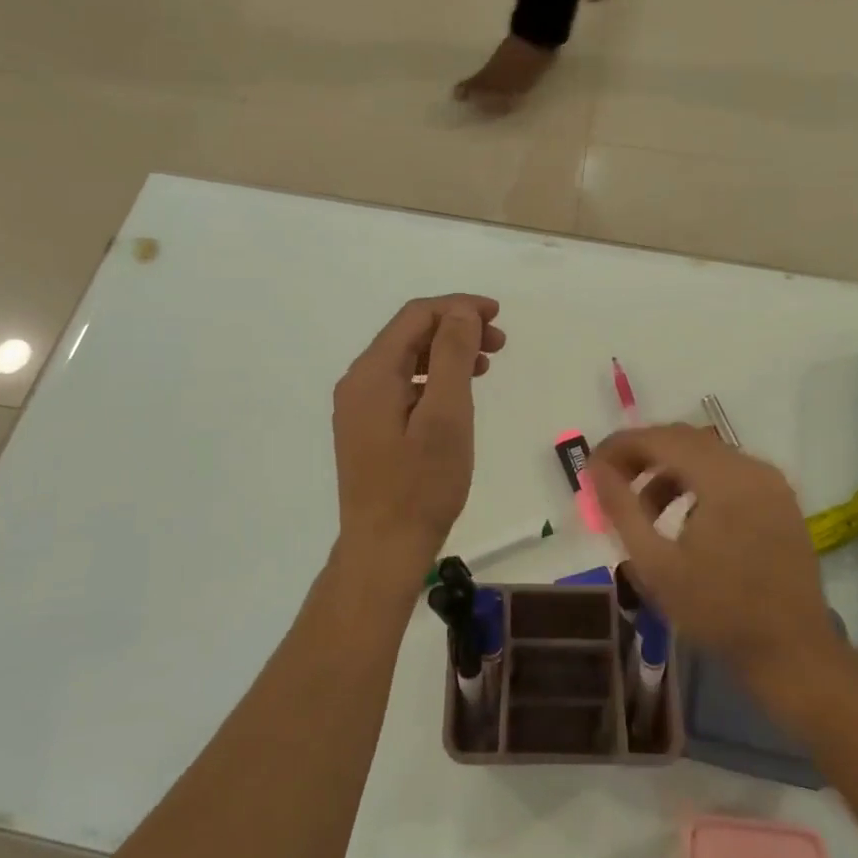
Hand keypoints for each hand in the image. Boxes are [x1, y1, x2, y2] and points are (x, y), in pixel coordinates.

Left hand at [331, 295, 505, 589]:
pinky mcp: (368, 429)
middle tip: (499, 342)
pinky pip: (403, 386)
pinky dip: (434, 378)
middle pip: (409, 334)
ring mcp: (360, 407)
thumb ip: (451, 355)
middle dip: (455, 329)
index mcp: (372, 373)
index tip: (498, 315)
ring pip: (407, 360)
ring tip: (486, 364)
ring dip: (447, 353)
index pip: (416, 316)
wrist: (384, 550)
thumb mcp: (446, 415)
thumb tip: (461, 311)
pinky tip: (457, 393)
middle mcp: (358, 382)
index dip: (458, 307)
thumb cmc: (421, 484)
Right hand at [590, 425, 838, 692]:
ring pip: (706, 454)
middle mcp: (750, 467)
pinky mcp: (779, 499)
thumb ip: (621, 509)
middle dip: (642, 454)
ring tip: (644, 509)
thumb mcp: (655, 565)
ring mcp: (770, 482)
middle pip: (684, 439)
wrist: (793, 653)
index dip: (620, 446)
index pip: (660, 439)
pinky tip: (682, 518)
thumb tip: (596, 469)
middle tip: (611, 482)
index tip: (591, 467)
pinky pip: (729, 471)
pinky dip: (697, 481)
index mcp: (723, 479)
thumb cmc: (718, 611)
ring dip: (668, 469)